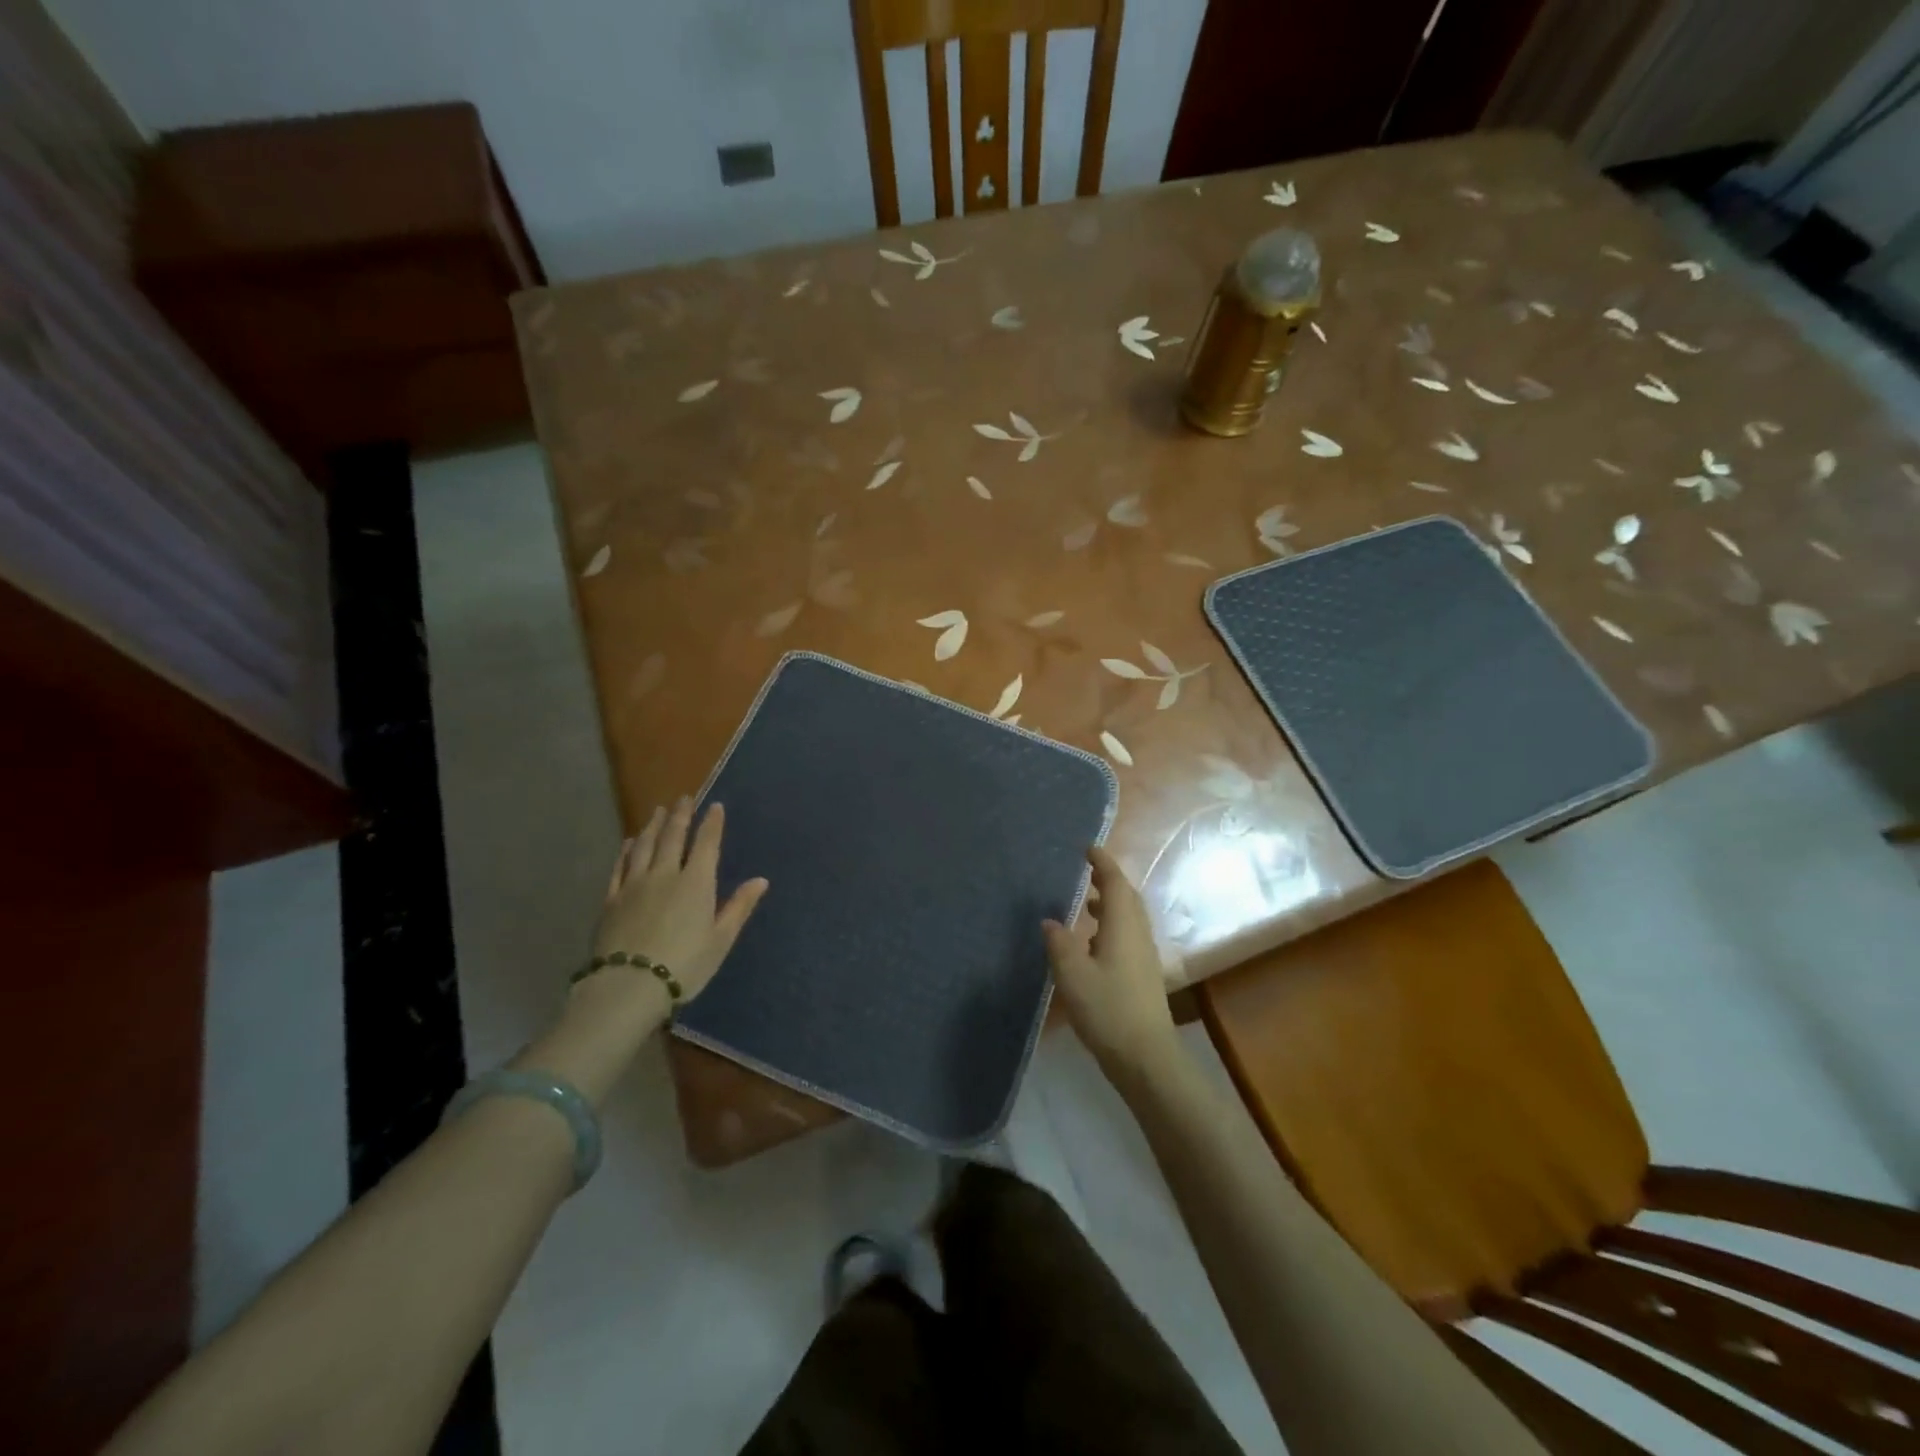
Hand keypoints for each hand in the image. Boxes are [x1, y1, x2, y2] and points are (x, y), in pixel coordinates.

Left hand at [589, 799, 768, 1006]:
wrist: (629, 985)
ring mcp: (634, 884)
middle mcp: (665, 874)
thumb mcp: (721, 939)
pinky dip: (626, 851)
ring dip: (653, 826)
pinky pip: (620, 866)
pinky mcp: (612, 899)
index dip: (712, 823)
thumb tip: (761, 880)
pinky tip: (629, 843)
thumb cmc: (685, 964)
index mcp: (696, 881)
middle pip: (672, 837)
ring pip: (644, 846)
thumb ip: (739, 906)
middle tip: (684, 798)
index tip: (715, 806)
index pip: (706, 843)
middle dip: (681, 815)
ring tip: (658, 812)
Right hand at [1043, 847, 1179, 1085]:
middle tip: (1087, 872)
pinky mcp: (1144, 975)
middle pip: (1127, 897)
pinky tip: (1094, 944)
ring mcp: (1144, 955)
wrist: (1146, 1058)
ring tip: (1086, 905)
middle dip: (1109, 881)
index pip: (1115, 883)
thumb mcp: (1072, 975)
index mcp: (1122, 926)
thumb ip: (1059, 943)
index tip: (1088, 849)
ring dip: (1110, 904)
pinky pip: (1128, 936)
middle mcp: (1138, 934)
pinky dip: (1112, 926)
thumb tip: (1050, 920)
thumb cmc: (1107, 1010)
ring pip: (1129, 918)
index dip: (1102, 864)